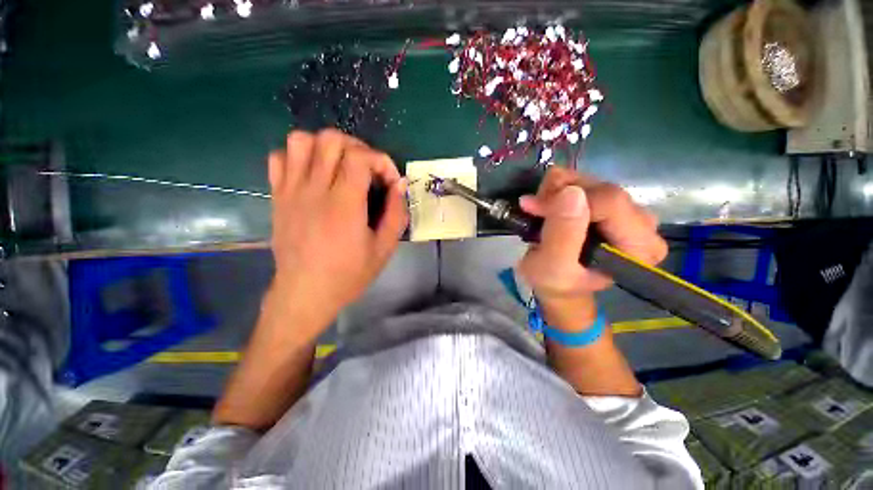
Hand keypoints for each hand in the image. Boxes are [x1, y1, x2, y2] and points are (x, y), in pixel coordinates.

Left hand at [268, 130, 407, 326]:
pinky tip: (313, 174)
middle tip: (368, 170)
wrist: (305, 293)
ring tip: (341, 167)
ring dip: (326, 147)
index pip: (360, 157)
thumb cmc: (349, 274)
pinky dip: (298, 156)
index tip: (389, 180)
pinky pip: (279, 158)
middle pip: (331, 140)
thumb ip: (396, 214)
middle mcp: (315, 190)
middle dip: (358, 148)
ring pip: (301, 140)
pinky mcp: (277, 196)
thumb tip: (399, 185)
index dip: (381, 160)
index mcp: (344, 205)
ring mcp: (291, 191)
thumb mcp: (384, 249)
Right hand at [518, 167, 666, 303]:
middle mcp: (643, 224)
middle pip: (602, 189)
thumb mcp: (552, 267)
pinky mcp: (613, 204)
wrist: (558, 283)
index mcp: (639, 247)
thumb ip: (562, 235)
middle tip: (534, 209)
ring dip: (557, 191)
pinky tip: (550, 206)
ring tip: (540, 211)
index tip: (535, 210)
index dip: (566, 200)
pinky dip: (560, 190)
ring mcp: (629, 211)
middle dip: (560, 193)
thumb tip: (571, 192)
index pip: (609, 202)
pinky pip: (586, 182)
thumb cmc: (555, 282)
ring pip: (592, 181)